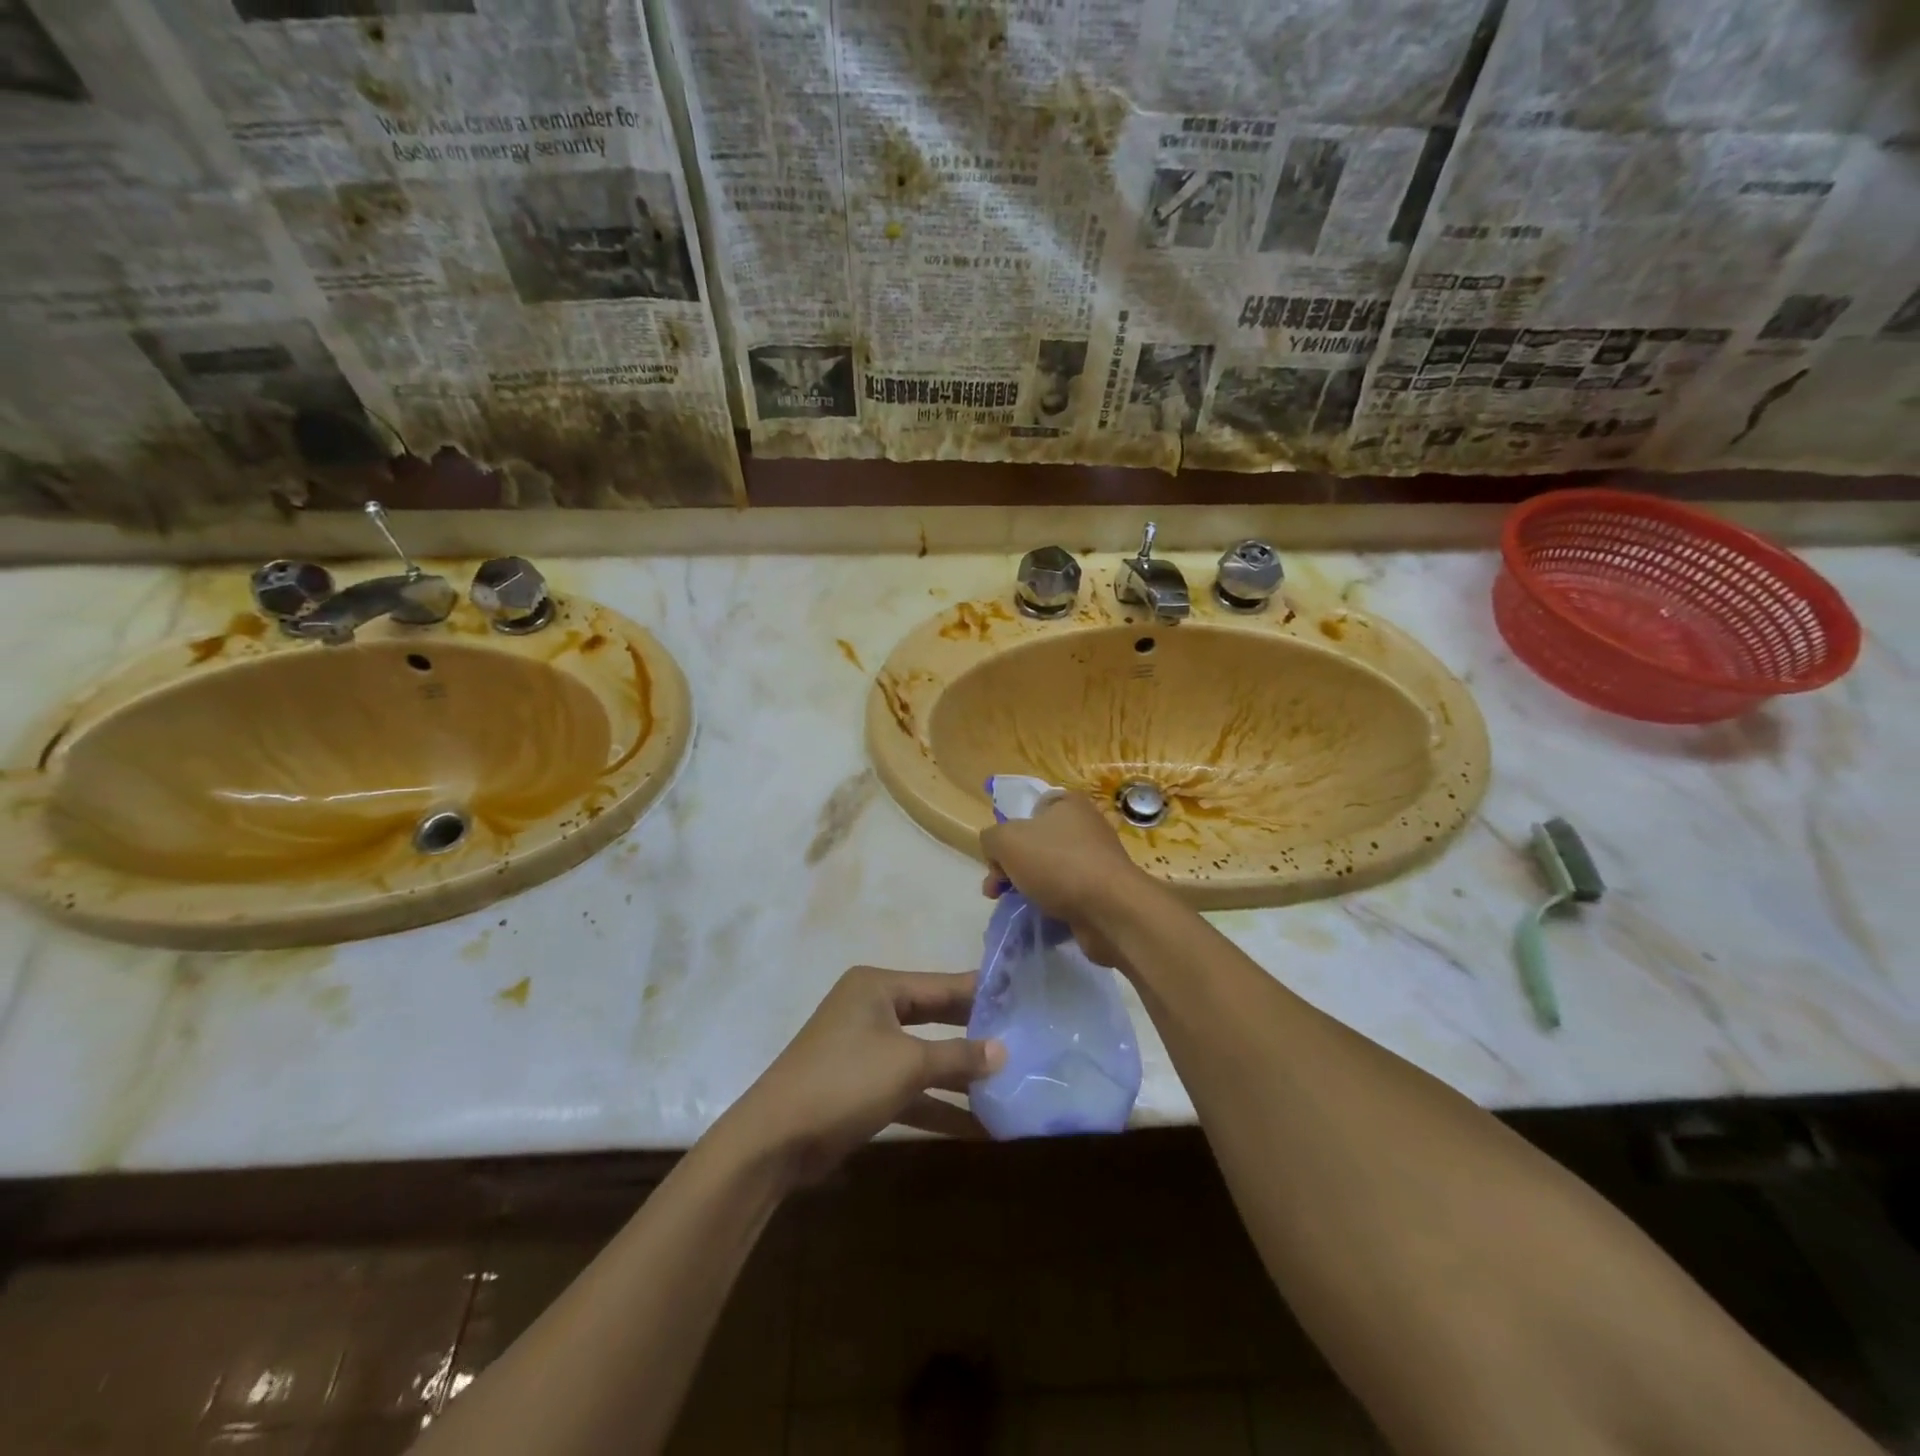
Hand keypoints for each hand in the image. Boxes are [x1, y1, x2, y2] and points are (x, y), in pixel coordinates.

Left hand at [720, 967, 1004, 1185]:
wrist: (774, 1140)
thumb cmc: (844, 1081)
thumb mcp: (907, 1065)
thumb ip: (958, 1056)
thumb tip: (1004, 1051)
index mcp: (877, 987)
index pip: (941, 985)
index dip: (980, 994)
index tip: (1022, 1000)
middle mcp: (871, 1009)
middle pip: (934, 1018)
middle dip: (974, 1036)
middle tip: (1022, 1041)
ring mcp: (864, 1049)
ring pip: (923, 1057)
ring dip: (959, 1077)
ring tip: (1009, 1087)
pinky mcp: (861, 1087)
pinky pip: (909, 1089)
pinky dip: (937, 1105)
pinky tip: (977, 1126)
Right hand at [979, 793, 1153, 968]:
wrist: (1110, 909)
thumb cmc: (1057, 863)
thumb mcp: (1006, 840)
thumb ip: (991, 839)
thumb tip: (995, 852)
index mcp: (1068, 804)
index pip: (1030, 810)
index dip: (1008, 831)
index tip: (998, 857)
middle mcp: (1086, 827)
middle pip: (1036, 843)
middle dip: (1010, 867)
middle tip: (995, 890)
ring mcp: (1096, 861)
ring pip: (1050, 871)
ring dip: (1028, 888)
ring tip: (1015, 907)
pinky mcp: (1102, 892)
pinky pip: (1067, 894)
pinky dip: (1051, 905)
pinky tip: (1041, 918)